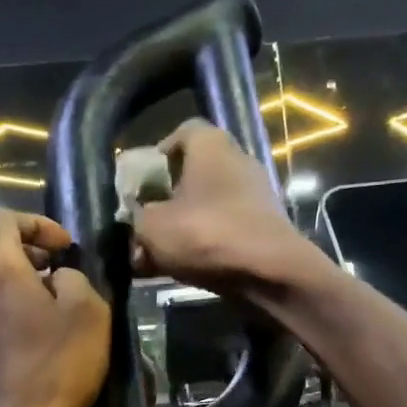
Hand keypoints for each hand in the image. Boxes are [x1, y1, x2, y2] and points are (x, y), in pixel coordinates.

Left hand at [0, 211, 109, 406]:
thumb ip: (75, 279)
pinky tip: (23, 326)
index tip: (64, 248)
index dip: (37, 223)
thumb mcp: (89, 313)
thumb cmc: (55, 368)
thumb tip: (59, 278)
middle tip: (42, 263)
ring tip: (37, 295)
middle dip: (7, 241)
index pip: (2, 218)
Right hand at [132, 120, 314, 293]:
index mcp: (211, 145)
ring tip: (152, 258)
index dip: (156, 155)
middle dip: (164, 200)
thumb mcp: (152, 226)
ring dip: (179, 228)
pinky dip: (201, 244)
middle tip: (142, 225)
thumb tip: (138, 215)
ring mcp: (253, 195)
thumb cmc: (206, 234)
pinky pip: (221, 229)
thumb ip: (137, 216)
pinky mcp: (261, 227)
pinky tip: (178, 270)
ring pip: (204, 207)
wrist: (269, 274)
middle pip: (191, 174)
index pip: (181, 132)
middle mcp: (236, 161)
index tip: (139, 183)